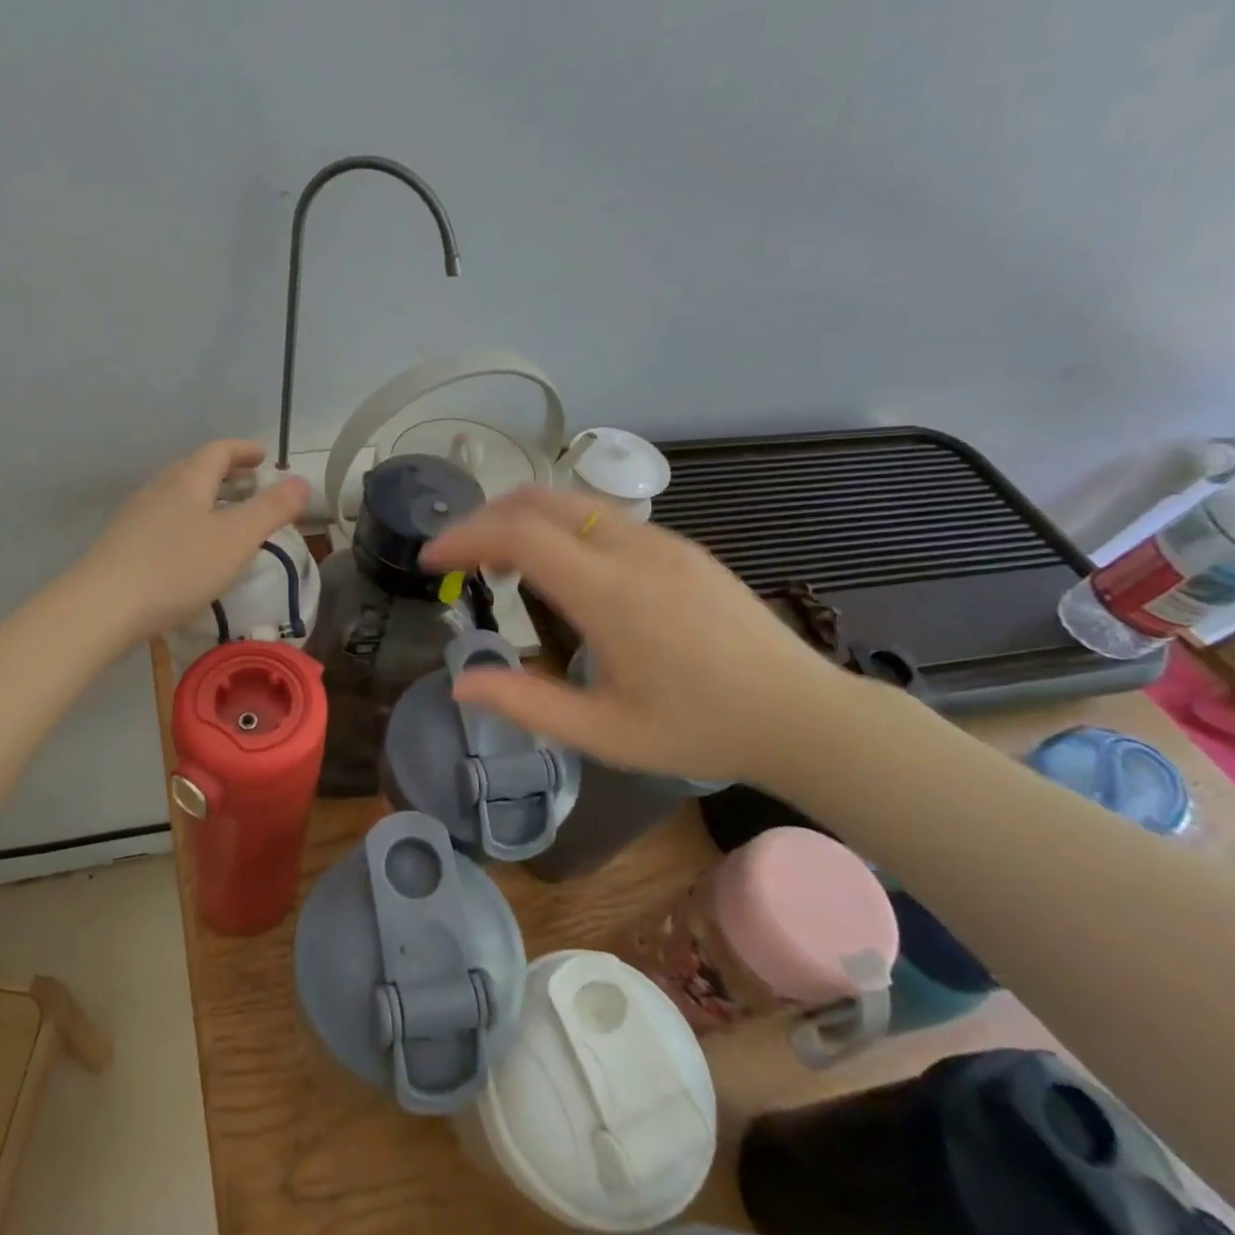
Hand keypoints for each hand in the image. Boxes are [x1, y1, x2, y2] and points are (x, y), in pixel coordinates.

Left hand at [80, 440, 310, 643]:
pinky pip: (164, 519)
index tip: (264, 457)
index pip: (219, 451)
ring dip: (206, 498)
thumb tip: (302, 482)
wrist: (103, 607)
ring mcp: (136, 516)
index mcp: (188, 480)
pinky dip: (188, 520)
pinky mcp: (123, 544)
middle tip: (250, 484)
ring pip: (177, 495)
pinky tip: (192, 549)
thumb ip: (272, 509)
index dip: (244, 450)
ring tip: (225, 517)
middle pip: (195, 469)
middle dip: (226, 473)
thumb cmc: (178, 567)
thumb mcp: (237, 539)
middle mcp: (159, 489)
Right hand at [422, 486, 852, 784]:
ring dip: (520, 518)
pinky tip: (556, 569)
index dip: (464, 537)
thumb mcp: (605, 734)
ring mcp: (661, 541)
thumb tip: (461, 683)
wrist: (803, 714)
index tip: (431, 560)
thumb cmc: (700, 730)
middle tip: (456, 558)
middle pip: (539, 500)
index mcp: (611, 594)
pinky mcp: (679, 546)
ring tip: (496, 563)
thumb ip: (527, 705)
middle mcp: (633, 549)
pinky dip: (557, 526)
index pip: (519, 534)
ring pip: (571, 501)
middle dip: (484, 518)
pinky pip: (601, 516)